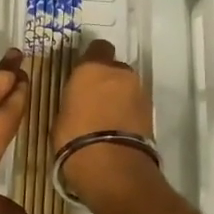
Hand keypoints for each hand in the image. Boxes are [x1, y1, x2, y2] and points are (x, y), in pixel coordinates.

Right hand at [52, 40, 159, 203]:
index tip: (84, 73)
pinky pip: (135, 106)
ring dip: (120, 97)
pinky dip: (128, 113)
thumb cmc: (74, 136)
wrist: (111, 166)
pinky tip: (117, 129)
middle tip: (95, 99)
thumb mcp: (62, 113)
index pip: (98, 47)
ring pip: (128, 88)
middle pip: (115, 69)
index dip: (92, 59)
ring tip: (107, 119)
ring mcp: (139, 92)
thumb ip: (74, 99)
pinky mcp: (151, 114)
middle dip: (108, 80)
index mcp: (93, 68)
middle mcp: (120, 73)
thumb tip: (79, 101)